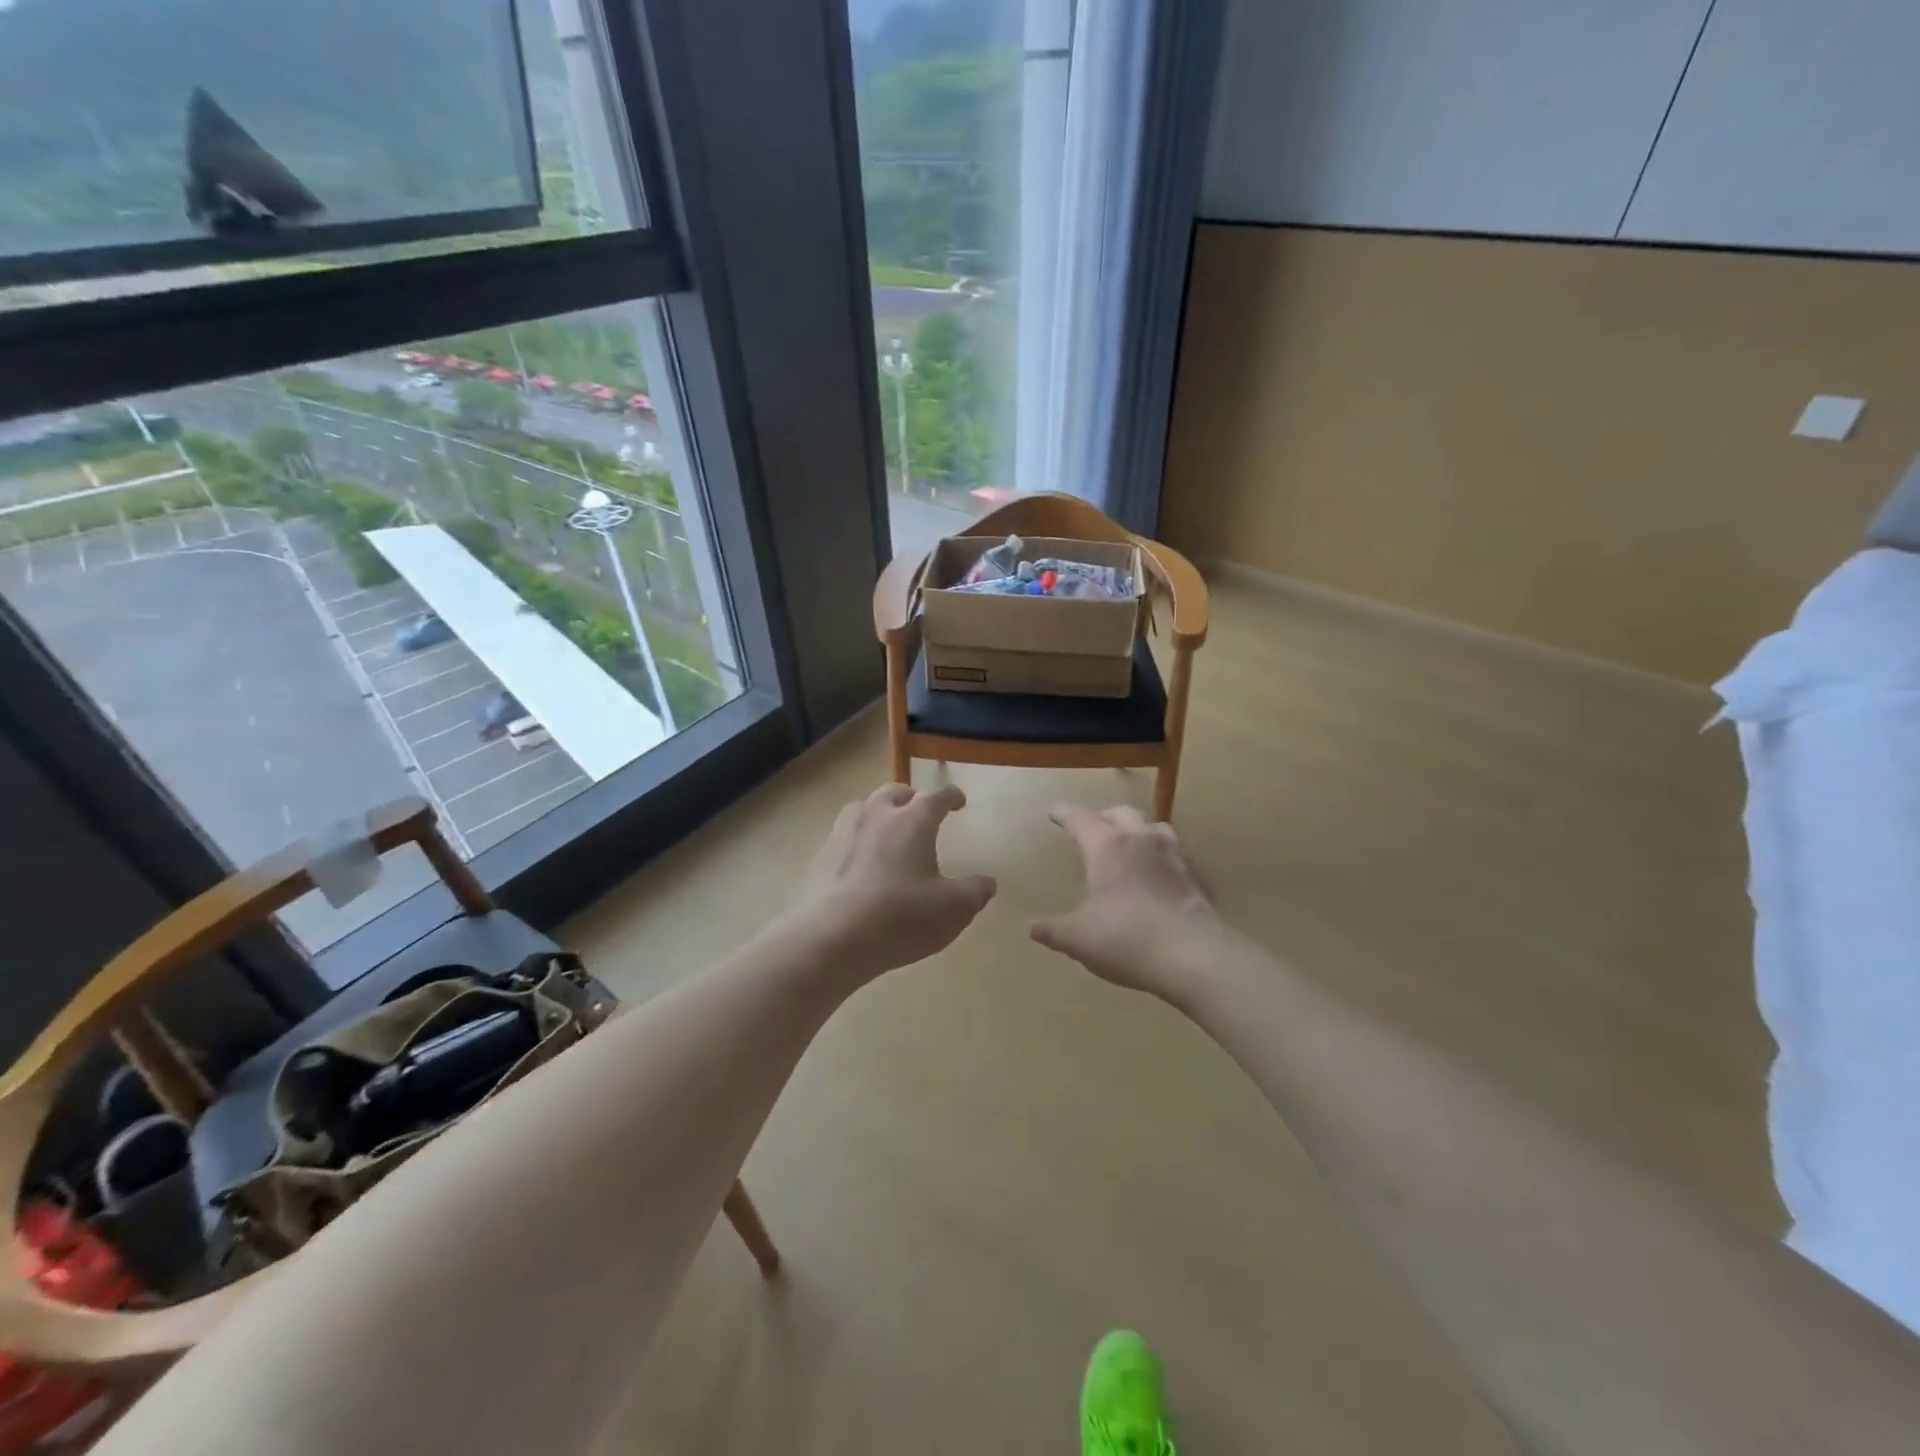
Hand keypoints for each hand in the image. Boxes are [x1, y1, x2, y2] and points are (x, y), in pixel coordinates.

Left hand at [789, 783, 996, 983]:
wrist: (833, 937)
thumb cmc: (902, 917)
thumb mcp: (953, 909)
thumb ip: (974, 892)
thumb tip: (987, 883)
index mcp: (912, 821)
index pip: (936, 797)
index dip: (950, 796)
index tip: (958, 801)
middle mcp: (876, 816)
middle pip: (894, 793)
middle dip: (909, 797)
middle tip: (918, 809)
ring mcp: (843, 834)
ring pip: (862, 808)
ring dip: (877, 812)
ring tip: (885, 829)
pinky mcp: (820, 857)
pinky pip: (842, 837)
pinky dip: (855, 840)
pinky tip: (859, 861)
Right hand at [1030, 805, 1221, 999]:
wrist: (1194, 957)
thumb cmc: (1125, 938)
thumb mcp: (1078, 938)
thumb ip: (1054, 930)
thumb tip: (1033, 928)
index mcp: (1108, 846)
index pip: (1080, 819)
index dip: (1064, 814)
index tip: (1055, 812)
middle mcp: (1142, 840)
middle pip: (1121, 813)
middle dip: (1103, 816)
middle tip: (1093, 829)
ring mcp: (1175, 856)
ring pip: (1155, 828)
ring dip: (1139, 831)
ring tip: (1131, 846)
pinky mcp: (1198, 878)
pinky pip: (1177, 856)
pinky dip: (1163, 859)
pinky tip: (1160, 877)